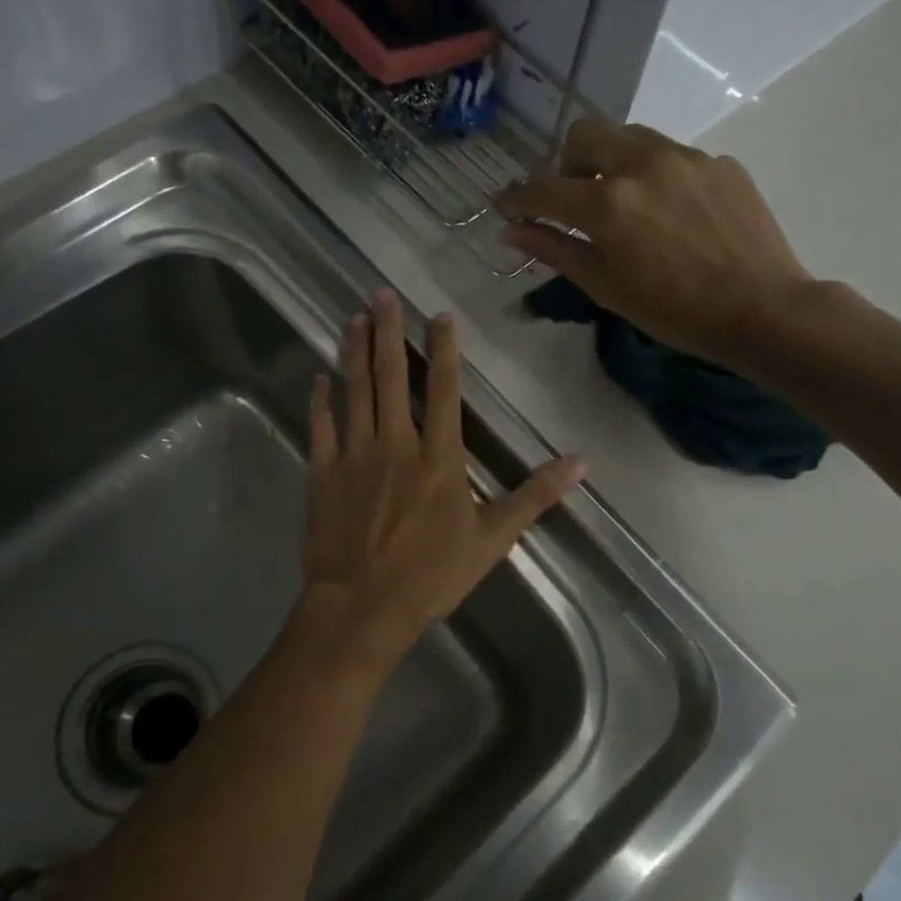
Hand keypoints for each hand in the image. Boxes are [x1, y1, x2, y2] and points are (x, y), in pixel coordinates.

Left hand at [299, 290, 585, 669]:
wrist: (363, 607)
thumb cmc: (431, 576)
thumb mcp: (492, 539)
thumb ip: (534, 496)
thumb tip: (580, 463)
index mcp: (440, 458)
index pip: (444, 391)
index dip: (444, 350)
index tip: (439, 316)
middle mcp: (396, 444)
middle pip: (392, 377)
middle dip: (388, 332)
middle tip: (381, 293)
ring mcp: (355, 456)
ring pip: (355, 392)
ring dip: (354, 352)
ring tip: (353, 317)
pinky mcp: (323, 473)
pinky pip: (321, 427)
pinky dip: (320, 401)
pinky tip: (320, 377)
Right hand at [495, 120, 816, 369]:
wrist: (762, 309)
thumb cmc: (675, 311)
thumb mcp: (606, 287)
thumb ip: (556, 250)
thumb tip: (511, 230)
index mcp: (608, 202)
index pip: (544, 188)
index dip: (517, 197)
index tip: (506, 207)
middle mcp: (642, 164)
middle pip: (585, 134)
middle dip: (567, 163)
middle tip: (574, 200)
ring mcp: (686, 157)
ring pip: (630, 137)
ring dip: (612, 162)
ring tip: (625, 204)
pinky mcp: (719, 163)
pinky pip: (672, 155)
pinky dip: (655, 176)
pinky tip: (672, 215)